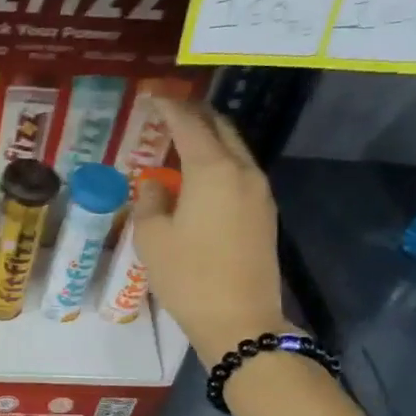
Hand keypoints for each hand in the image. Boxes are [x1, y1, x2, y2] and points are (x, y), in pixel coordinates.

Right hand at [133, 98, 289, 355]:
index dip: (168, 107)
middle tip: (168, 112)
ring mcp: (259, 192)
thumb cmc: (189, 277)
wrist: (240, 320)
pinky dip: (219, 162)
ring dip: (209, 139)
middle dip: (194, 115)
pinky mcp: (264, 213)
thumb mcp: (152, 239)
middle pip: (220, 128)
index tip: (151, 95)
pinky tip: (200, 175)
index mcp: (212, 170)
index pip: (189, 124)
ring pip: (234, 149)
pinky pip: (240, 172)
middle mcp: (242, 171)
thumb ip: (150, 201)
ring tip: (181, 140)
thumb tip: (155, 185)